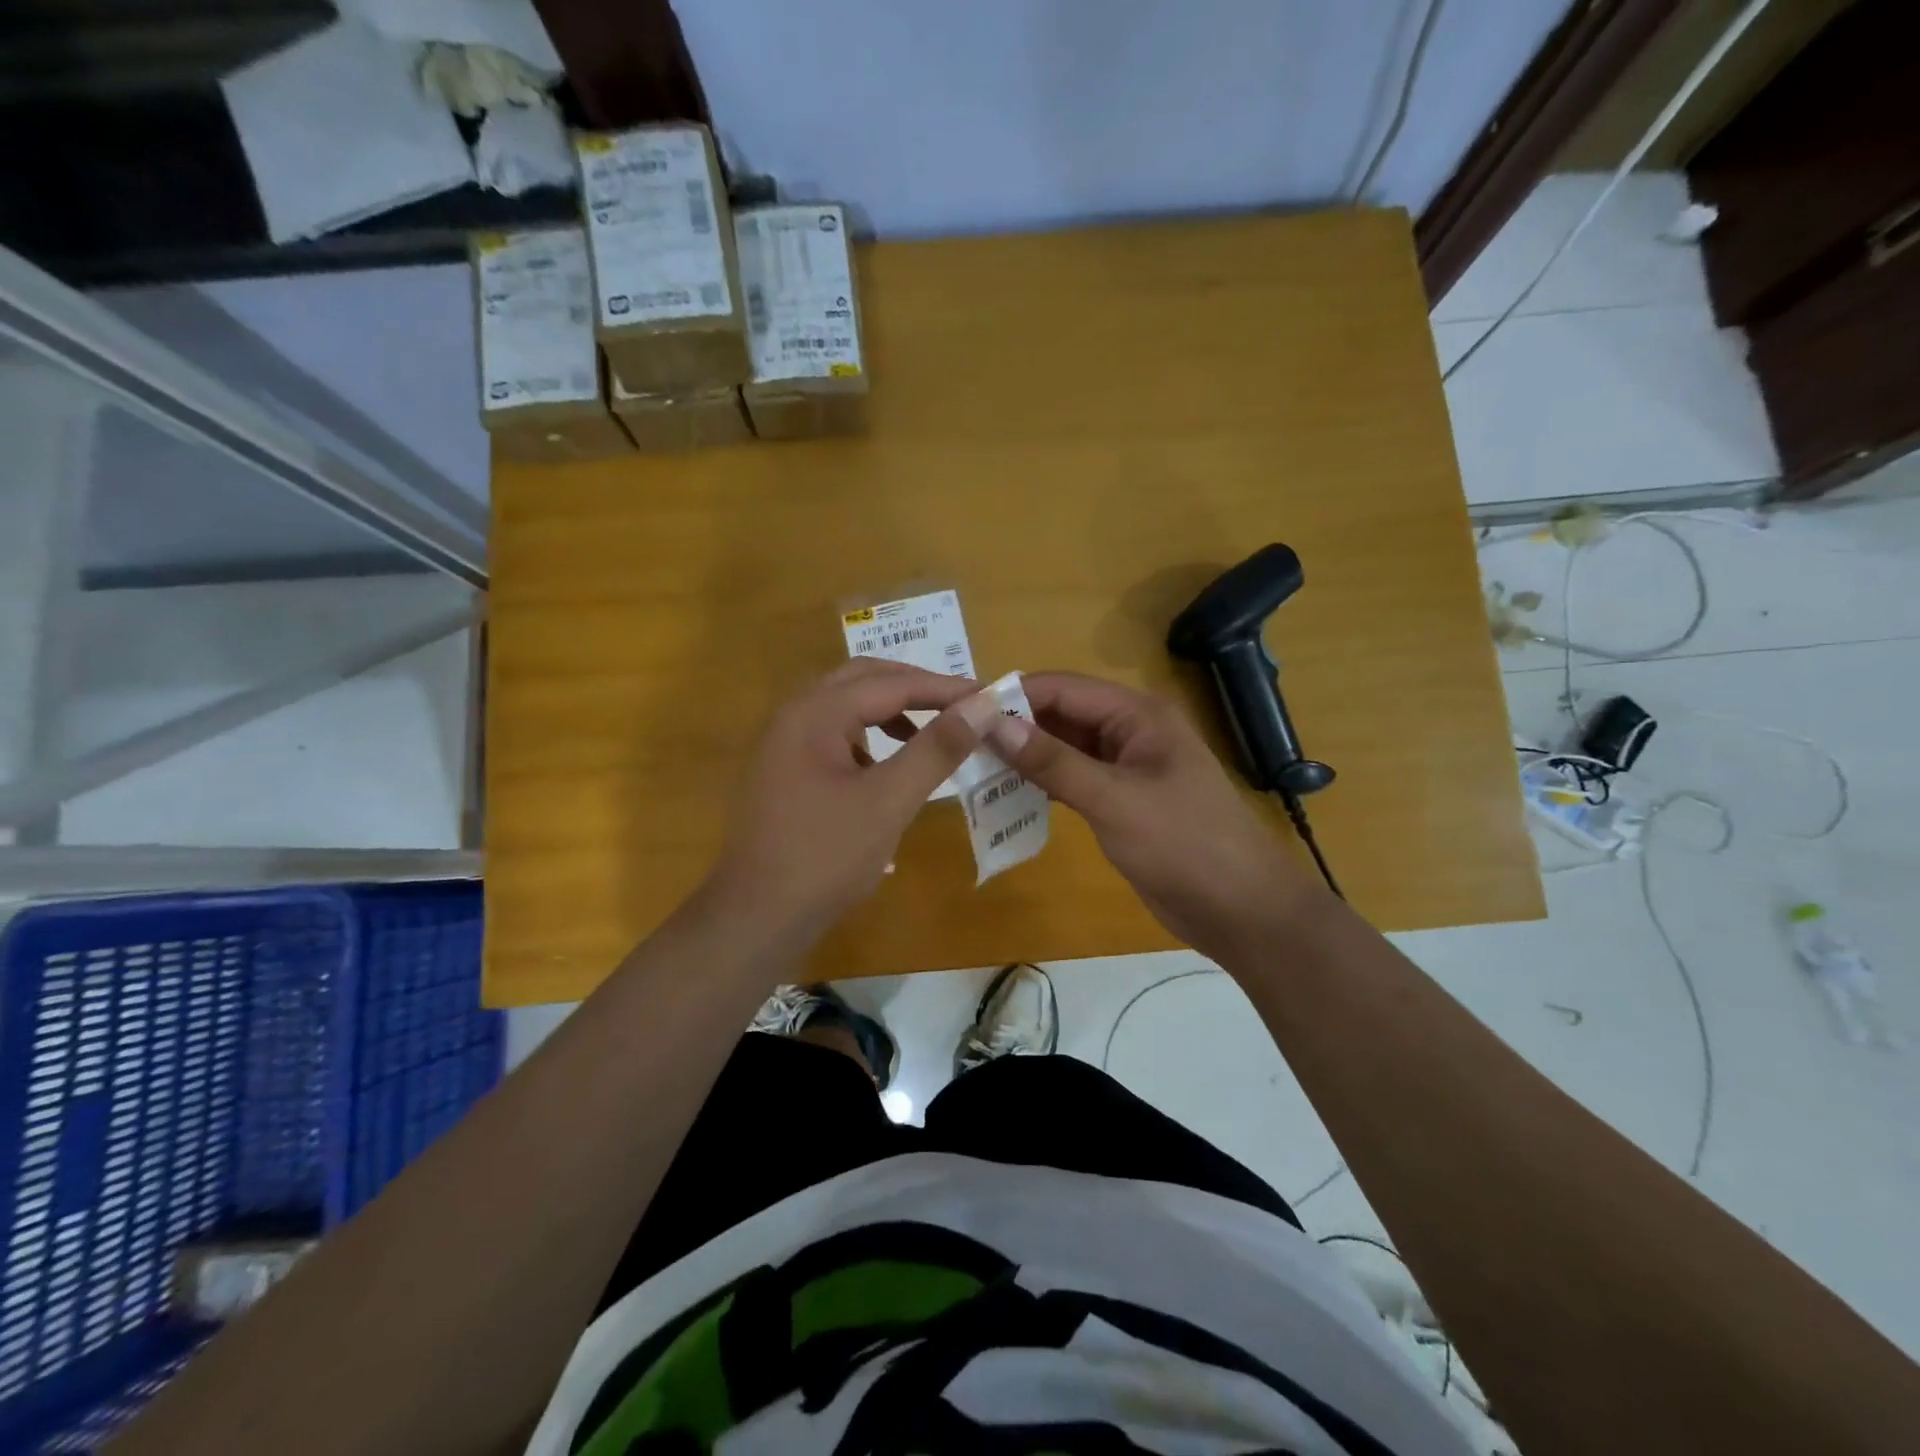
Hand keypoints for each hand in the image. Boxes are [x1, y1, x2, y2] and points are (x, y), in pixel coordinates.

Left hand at [704, 659, 1001, 939]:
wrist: (757, 917)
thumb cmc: (825, 856)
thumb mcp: (889, 800)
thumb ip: (937, 748)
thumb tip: (984, 706)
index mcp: (816, 712)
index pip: (891, 683)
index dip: (944, 688)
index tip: (989, 697)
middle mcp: (794, 714)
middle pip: (863, 679)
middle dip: (915, 688)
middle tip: (961, 706)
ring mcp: (784, 742)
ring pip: (846, 706)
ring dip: (890, 711)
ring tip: (929, 735)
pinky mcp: (784, 770)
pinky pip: (833, 735)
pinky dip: (868, 738)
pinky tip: (887, 770)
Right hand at [981, 672, 1324, 961]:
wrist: (1240, 909)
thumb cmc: (1183, 844)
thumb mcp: (1113, 800)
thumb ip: (1052, 762)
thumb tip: (992, 724)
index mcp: (1138, 715)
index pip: (1064, 688)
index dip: (1014, 695)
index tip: (963, 710)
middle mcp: (1130, 732)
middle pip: (1062, 715)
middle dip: (1016, 725)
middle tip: (960, 741)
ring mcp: (1125, 768)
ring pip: (1064, 748)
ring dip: (1025, 755)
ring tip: (973, 765)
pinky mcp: (1120, 801)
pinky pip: (1072, 779)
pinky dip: (1042, 783)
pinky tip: (1007, 793)